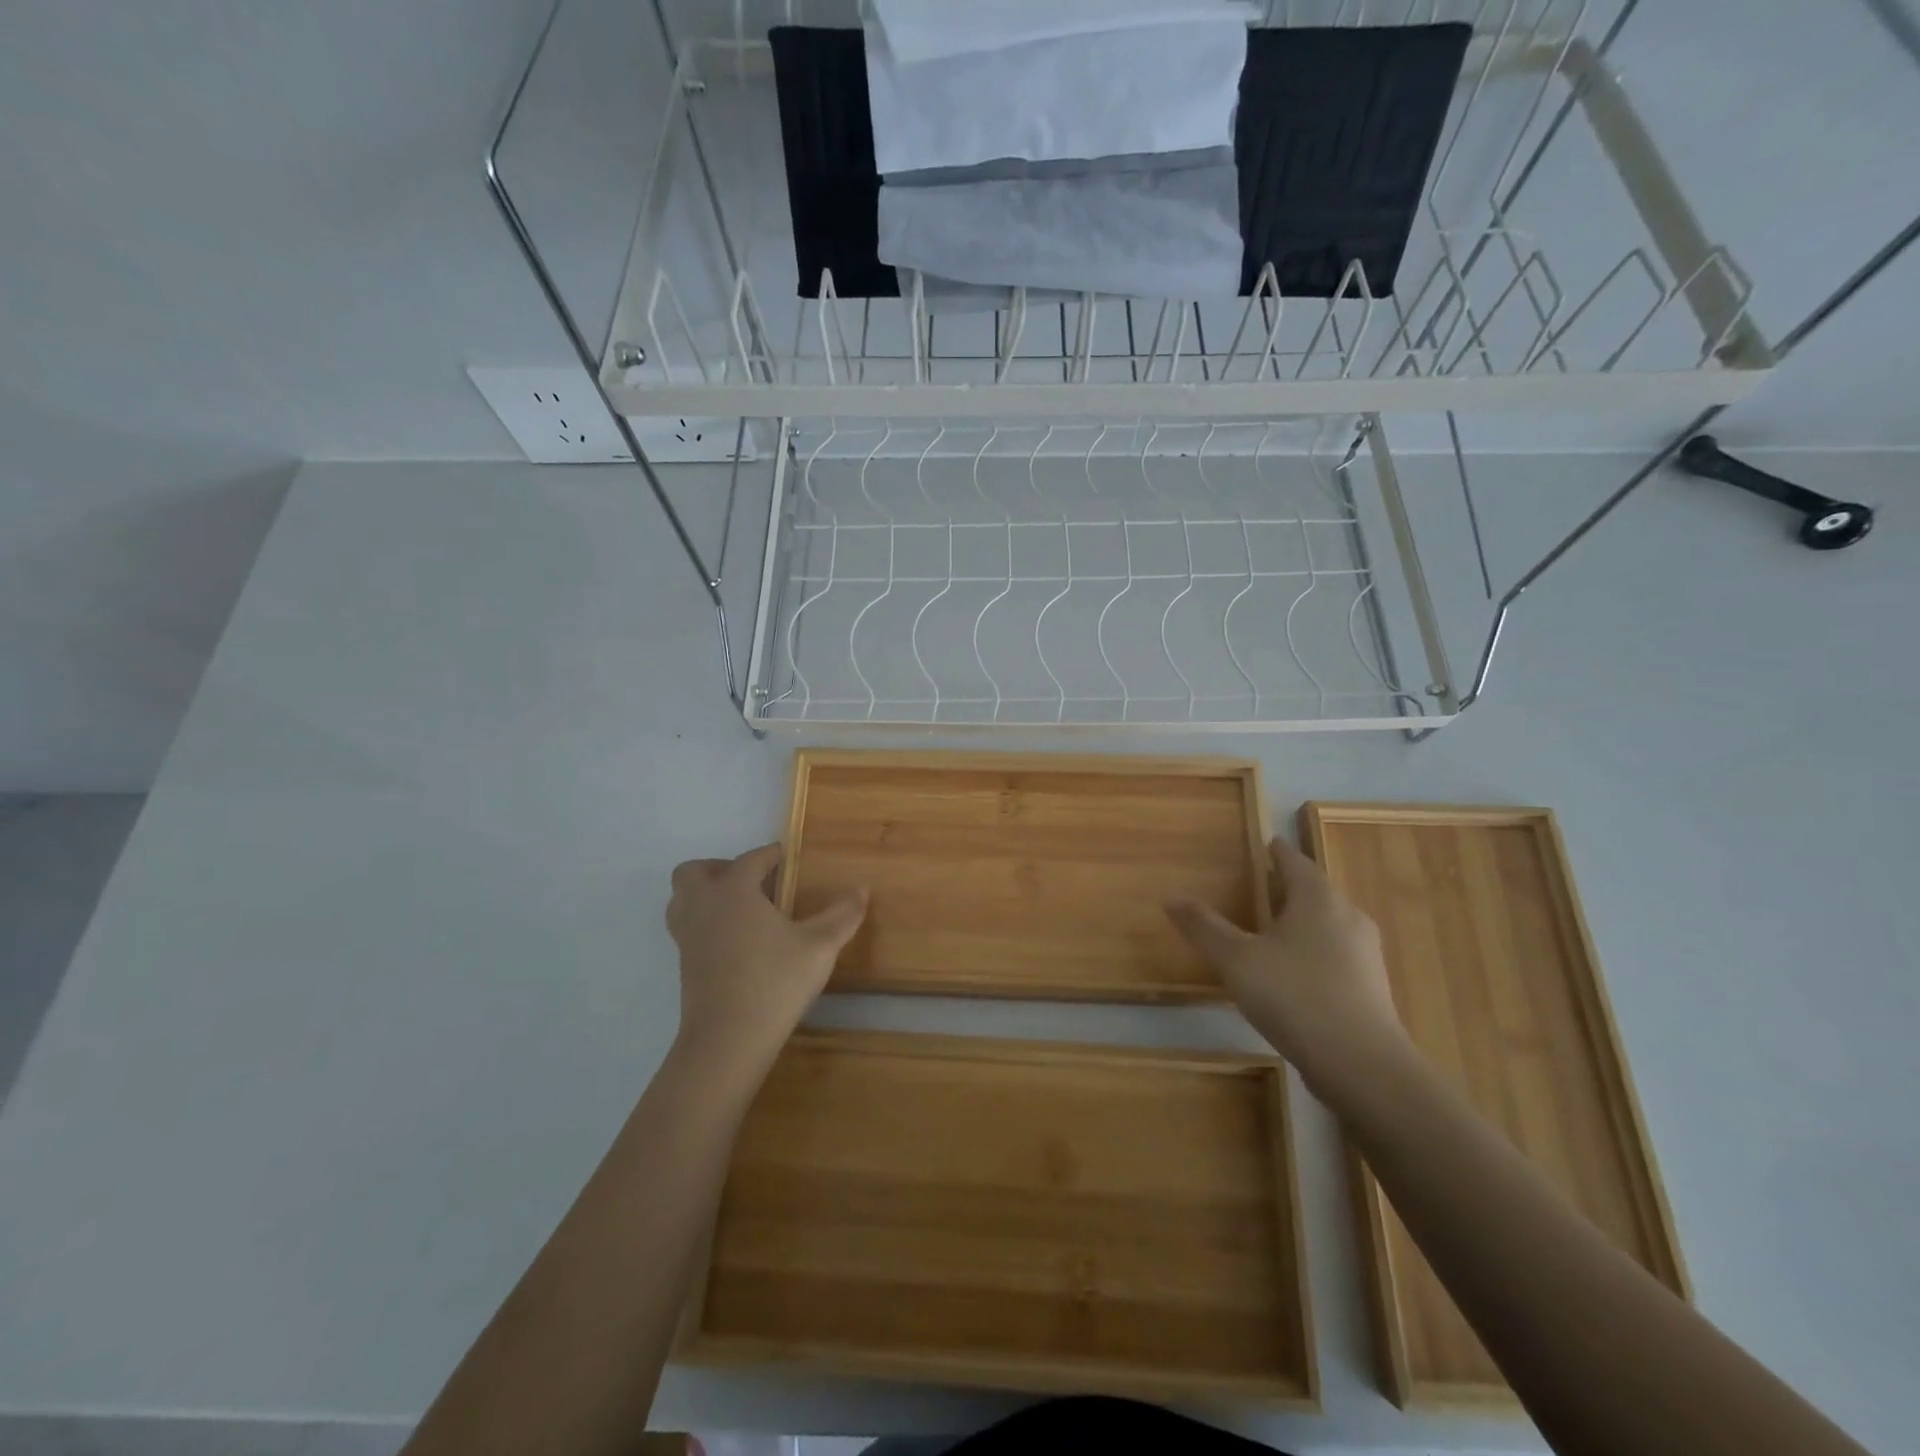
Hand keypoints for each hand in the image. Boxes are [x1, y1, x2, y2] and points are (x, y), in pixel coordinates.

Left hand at [665, 844, 866, 1074]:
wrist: (728, 1040)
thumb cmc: (775, 983)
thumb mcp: (820, 946)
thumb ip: (842, 915)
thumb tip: (862, 889)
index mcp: (733, 891)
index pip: (750, 860)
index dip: (771, 855)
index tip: (788, 859)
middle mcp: (704, 906)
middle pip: (695, 872)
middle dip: (720, 868)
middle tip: (752, 883)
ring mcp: (688, 937)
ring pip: (682, 900)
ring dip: (705, 895)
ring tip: (741, 909)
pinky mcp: (684, 965)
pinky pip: (687, 928)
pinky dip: (706, 923)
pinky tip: (737, 942)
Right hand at [1166, 836, 1406, 1096]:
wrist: (1361, 1065)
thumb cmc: (1294, 996)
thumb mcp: (1236, 960)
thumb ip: (1204, 926)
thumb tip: (1170, 896)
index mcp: (1317, 899)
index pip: (1295, 862)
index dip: (1278, 852)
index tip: (1266, 843)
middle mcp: (1348, 917)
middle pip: (1316, 891)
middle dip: (1291, 886)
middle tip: (1263, 885)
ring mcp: (1366, 954)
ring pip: (1330, 924)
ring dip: (1304, 920)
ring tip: (1275, 928)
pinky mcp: (1371, 988)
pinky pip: (1338, 954)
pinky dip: (1315, 951)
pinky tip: (1296, 972)